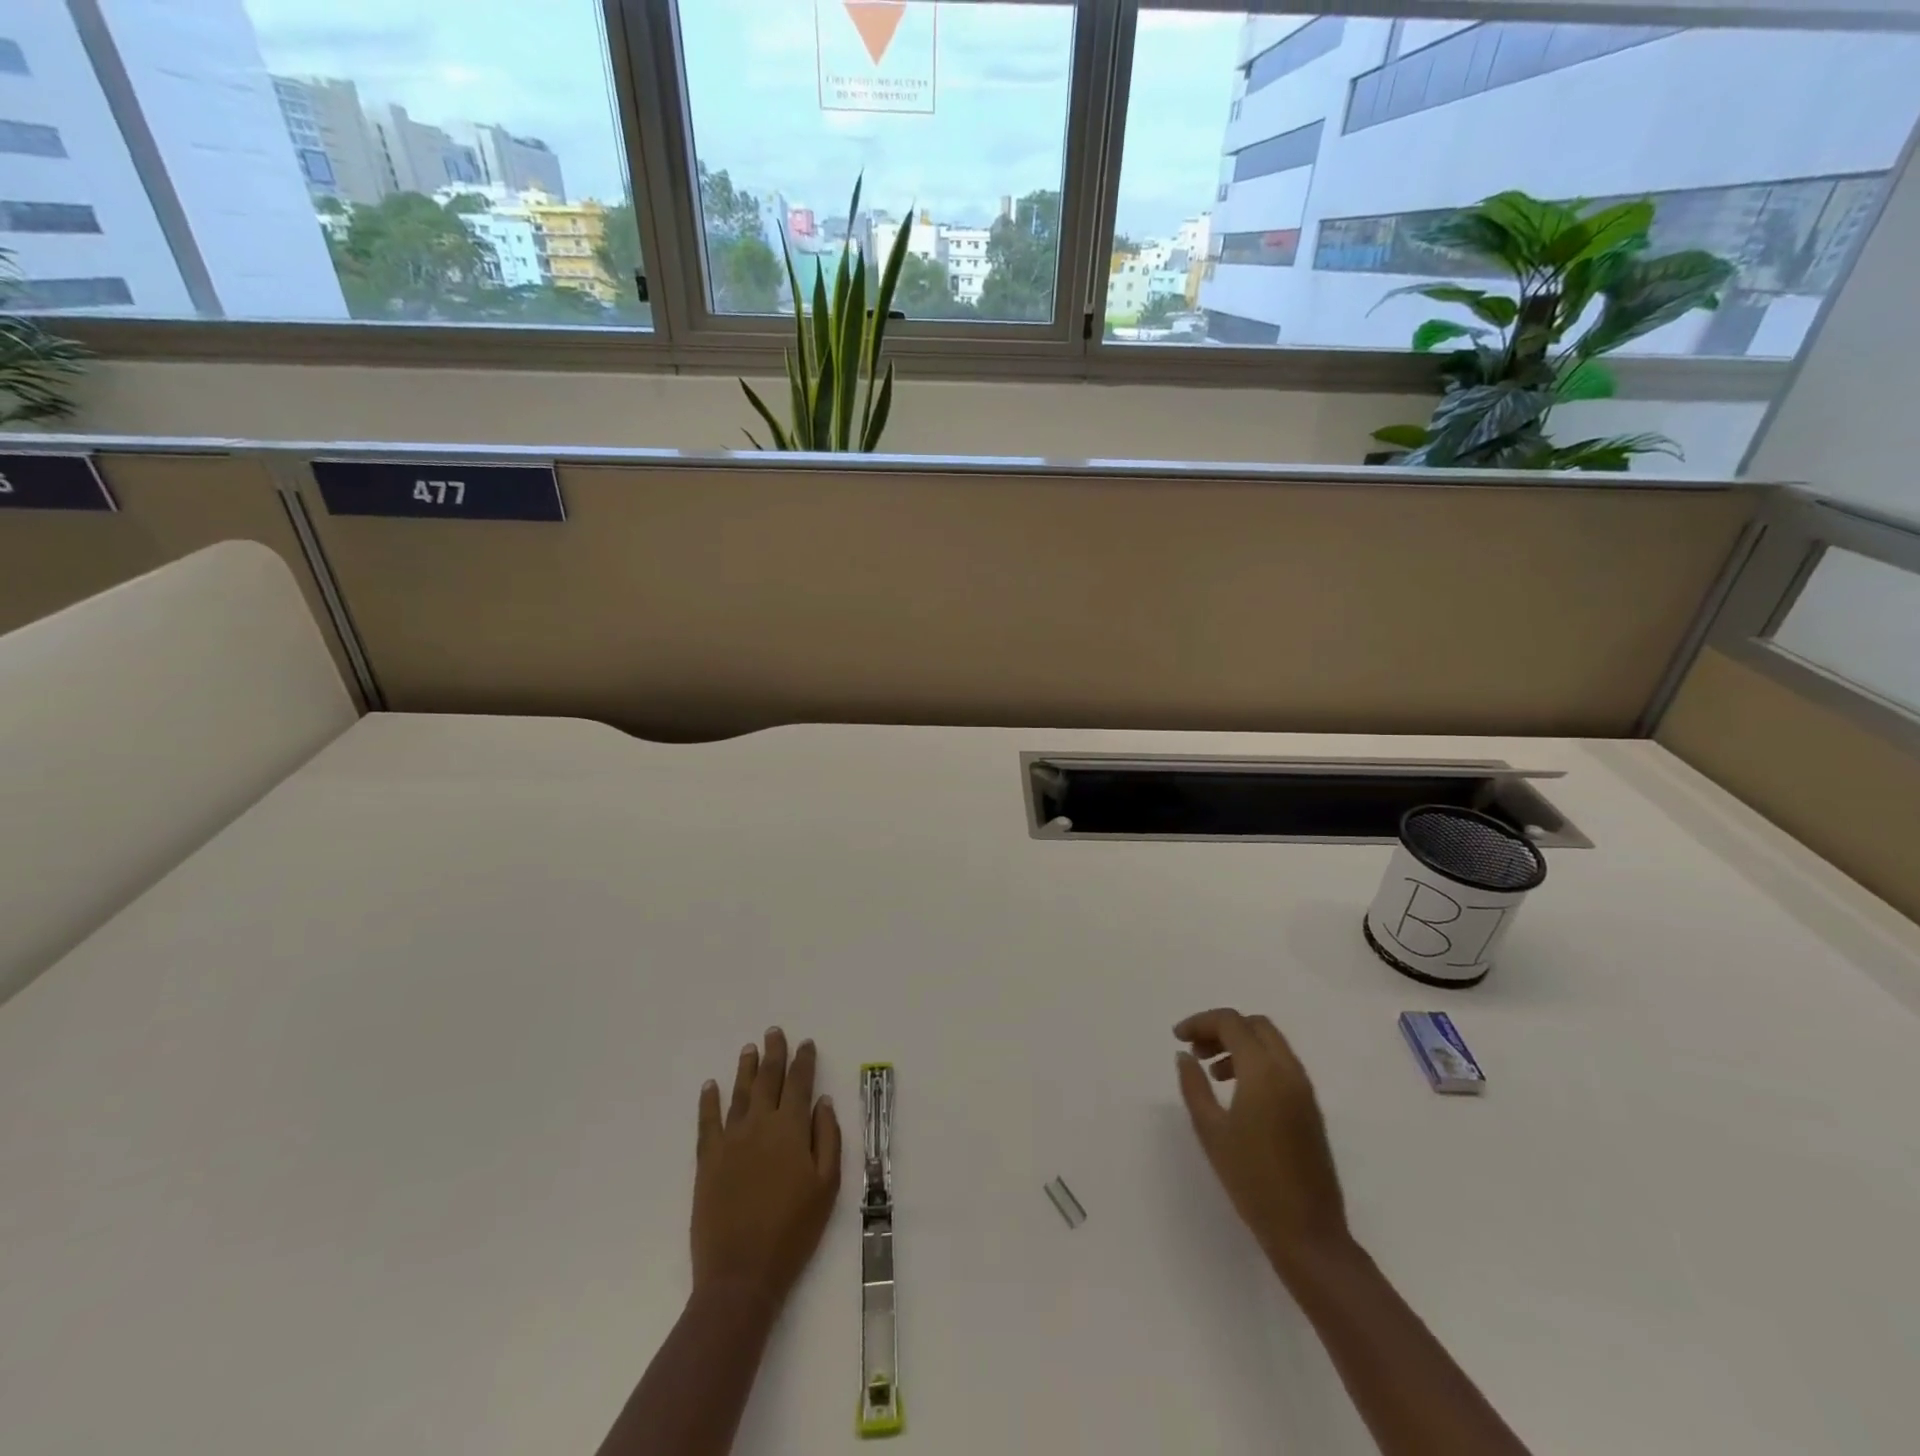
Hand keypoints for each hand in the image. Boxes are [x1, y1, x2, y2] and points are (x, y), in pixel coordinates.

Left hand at [692, 1028, 841, 1308]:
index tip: (806, 1043)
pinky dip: (708, 1101)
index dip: (803, 1060)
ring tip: (749, 1049)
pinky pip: (707, 1122)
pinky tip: (710, 1086)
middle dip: (773, 1054)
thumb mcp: (827, 1185)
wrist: (741, 1273)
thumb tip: (823, 1102)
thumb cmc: (794, 1231)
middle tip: (774, 1032)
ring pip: (739, 1093)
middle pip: (767, 1079)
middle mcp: (760, 1124)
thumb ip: (827, 1138)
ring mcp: (730, 1140)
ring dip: (745, 1069)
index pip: (799, 1083)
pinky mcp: (707, 1160)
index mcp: (791, 1129)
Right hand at [1175, 1008, 1350, 1275]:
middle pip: (1254, 1025)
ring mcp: (1304, 1089)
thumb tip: (1185, 1056)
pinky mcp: (1310, 1108)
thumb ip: (1194, 1086)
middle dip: (1222, 1028)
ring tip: (1211, 1071)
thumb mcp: (1210, 1131)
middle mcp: (1289, 1071)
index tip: (1178, 1039)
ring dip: (1239, 1044)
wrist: (1307, 1232)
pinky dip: (1256, 1061)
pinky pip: (1281, 1065)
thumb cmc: (1252, 1180)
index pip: (1231, 1022)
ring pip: (1270, 1043)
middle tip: (1195, 1050)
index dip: (1200, 1022)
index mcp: (1264, 1071)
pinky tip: (1236, 1091)